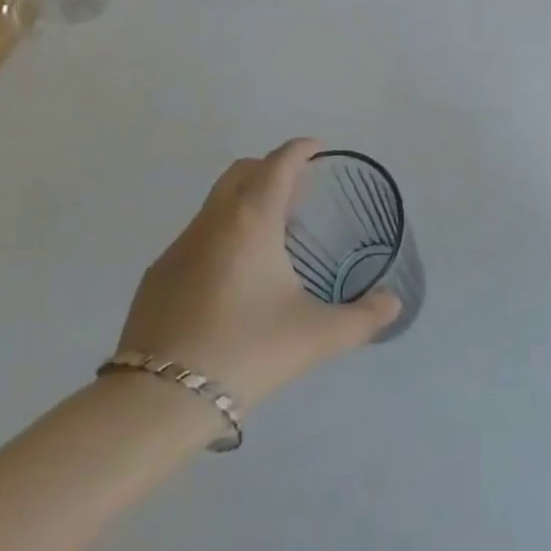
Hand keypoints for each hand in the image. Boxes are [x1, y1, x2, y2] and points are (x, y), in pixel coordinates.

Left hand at [115, 139, 399, 405]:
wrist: (158, 402)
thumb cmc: (246, 351)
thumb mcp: (315, 336)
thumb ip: (362, 318)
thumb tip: (393, 303)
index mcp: (252, 219)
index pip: (278, 164)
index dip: (300, 149)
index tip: (317, 148)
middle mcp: (213, 221)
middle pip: (241, 172)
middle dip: (269, 168)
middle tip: (297, 188)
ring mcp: (178, 248)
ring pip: (215, 204)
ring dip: (243, 202)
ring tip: (269, 235)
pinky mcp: (156, 277)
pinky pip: (195, 238)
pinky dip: (220, 236)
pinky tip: (231, 278)